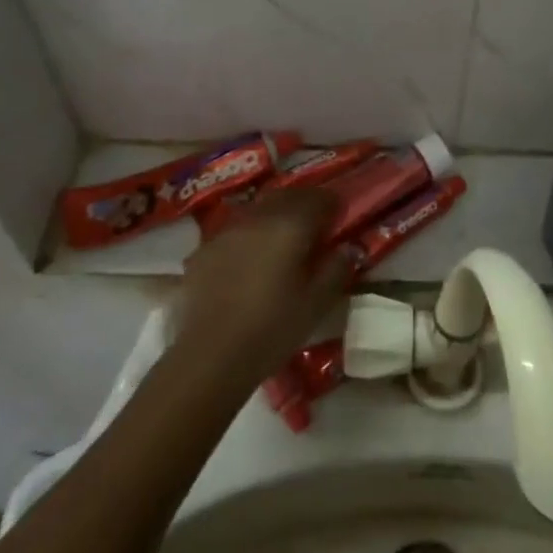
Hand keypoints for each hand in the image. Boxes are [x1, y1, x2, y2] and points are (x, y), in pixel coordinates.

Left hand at [171, 190, 344, 389]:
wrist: (211, 356)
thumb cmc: (273, 329)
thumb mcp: (317, 303)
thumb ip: (337, 269)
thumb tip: (348, 247)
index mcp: (290, 225)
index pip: (319, 198)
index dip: (333, 205)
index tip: (339, 220)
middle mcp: (258, 217)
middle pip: (287, 196)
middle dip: (304, 205)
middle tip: (314, 227)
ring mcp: (226, 231)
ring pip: (258, 210)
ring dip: (274, 218)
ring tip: (281, 244)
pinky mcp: (203, 250)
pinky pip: (234, 231)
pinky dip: (248, 237)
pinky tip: (249, 263)